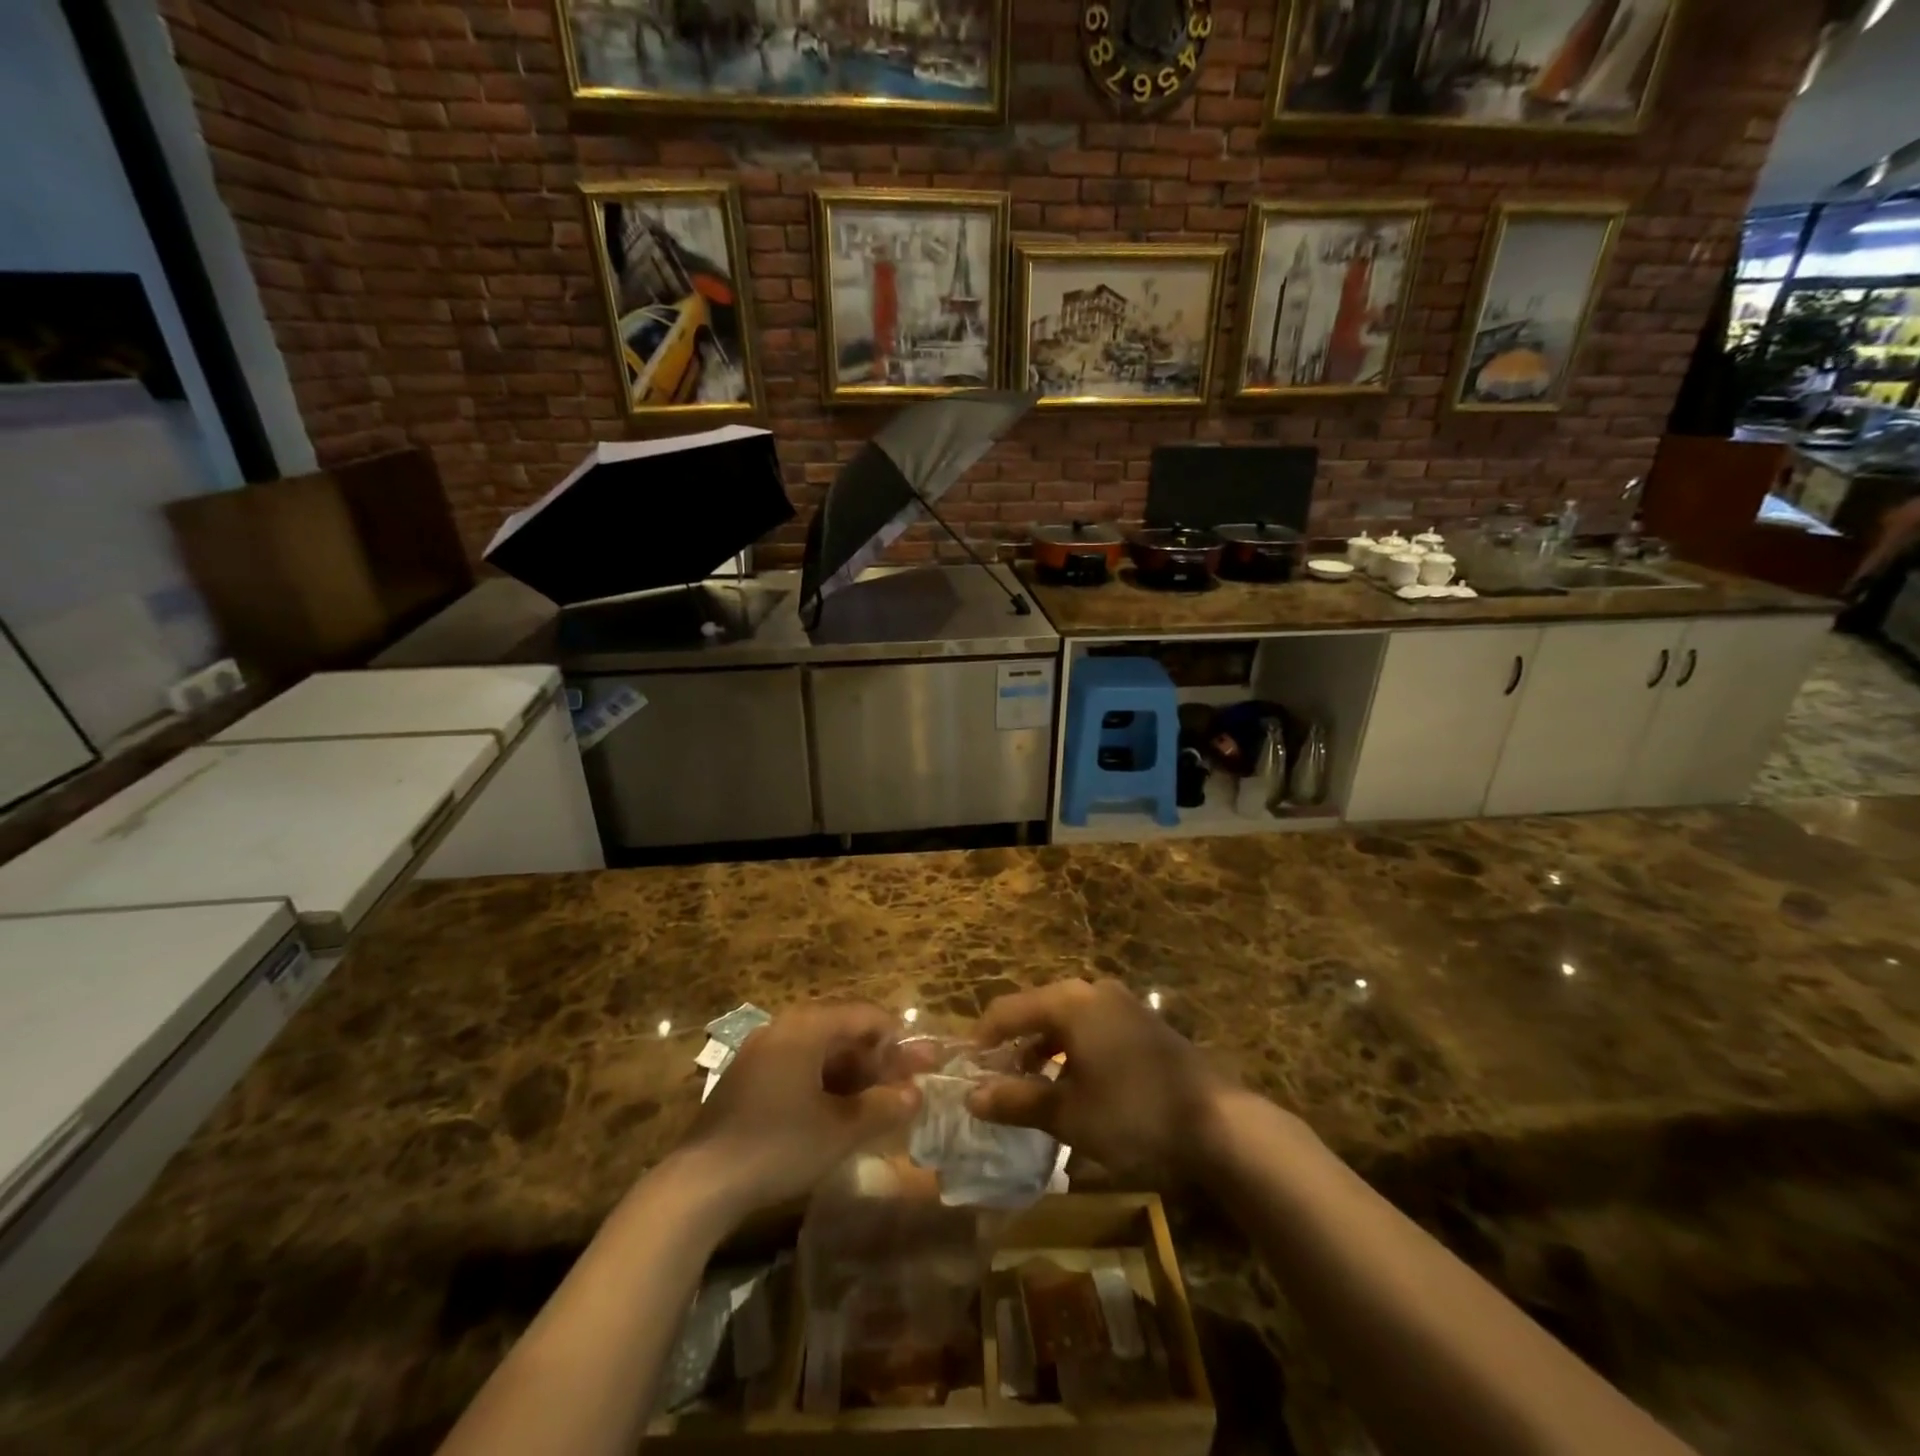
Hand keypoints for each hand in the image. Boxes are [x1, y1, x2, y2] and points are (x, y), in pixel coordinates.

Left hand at [677, 1002, 920, 1220]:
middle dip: (878, 1059)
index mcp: (807, 1027)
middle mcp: (784, 1028)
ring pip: (821, 1052)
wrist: (700, 1183)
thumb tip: (916, 1094)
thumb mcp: (840, 1130)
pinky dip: (826, 1084)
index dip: (897, 1038)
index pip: (865, 1015)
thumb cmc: (778, 1145)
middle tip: (907, 1085)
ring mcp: (762, 1052)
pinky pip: (799, 1067)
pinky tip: (841, 1112)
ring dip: (854, 1074)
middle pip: (843, 1032)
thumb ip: (883, 1107)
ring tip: (880, 1102)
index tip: (921, 1065)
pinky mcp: (749, 1079)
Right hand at [966, 978, 1228, 1181]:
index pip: (1007, 1011)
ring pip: (1065, 1021)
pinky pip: (1091, 1028)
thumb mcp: (1069, 1113)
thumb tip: (971, 1097)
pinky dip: (1071, 1051)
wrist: (1218, 1123)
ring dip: (1042, 1051)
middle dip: (1012, 1046)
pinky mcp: (1141, 1023)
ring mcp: (1121, 1004)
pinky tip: (1072, 1086)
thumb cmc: (1134, 1114)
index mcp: (1069, 1002)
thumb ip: (1017, 1100)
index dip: (981, 1039)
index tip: (965, 1071)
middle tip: (995, 1083)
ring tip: (1030, 1090)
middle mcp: (1092, 991)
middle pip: (1036, 1011)